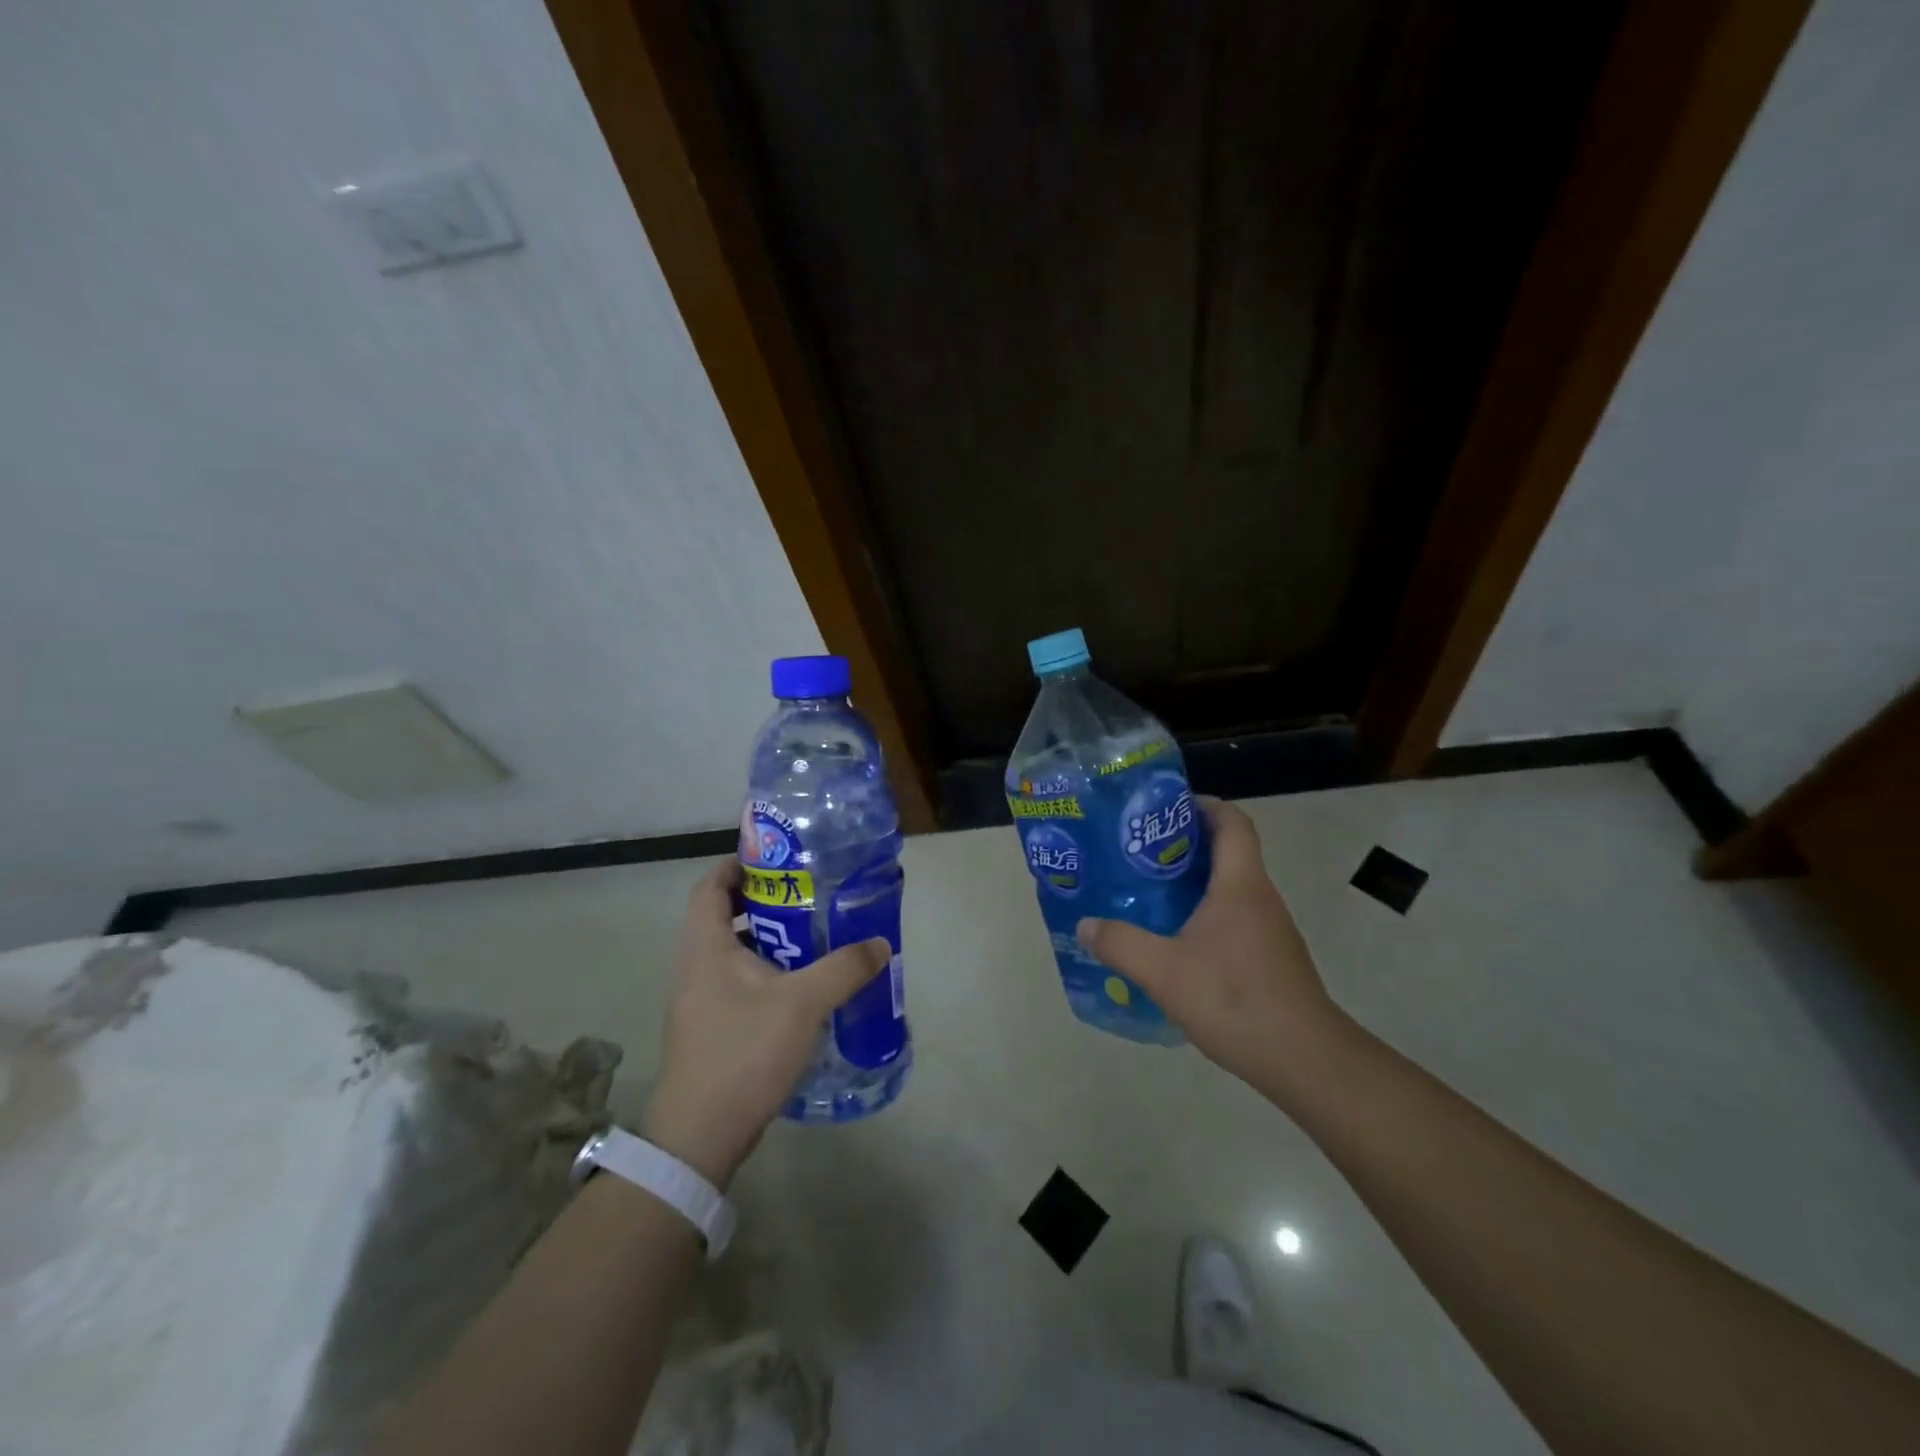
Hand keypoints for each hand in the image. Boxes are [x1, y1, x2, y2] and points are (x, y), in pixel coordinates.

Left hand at [641, 861, 889, 1187]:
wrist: (700, 1137)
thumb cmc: (743, 1052)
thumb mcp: (802, 1004)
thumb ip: (844, 969)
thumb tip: (880, 944)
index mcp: (706, 947)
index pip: (710, 886)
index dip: (738, 865)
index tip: (778, 860)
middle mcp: (696, 967)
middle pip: (725, 916)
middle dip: (766, 902)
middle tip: (810, 897)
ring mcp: (701, 1002)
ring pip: (734, 953)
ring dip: (770, 941)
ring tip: (815, 939)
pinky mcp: (711, 1030)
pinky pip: (739, 984)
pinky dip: (768, 974)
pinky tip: (803, 990)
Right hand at [1076, 797, 1347, 1091]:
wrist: (1304, 1059)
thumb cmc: (1234, 999)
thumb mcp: (1164, 971)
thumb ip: (1120, 944)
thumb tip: (1086, 925)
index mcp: (1240, 884)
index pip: (1232, 822)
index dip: (1202, 805)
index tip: (1164, 809)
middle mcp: (1259, 897)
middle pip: (1227, 852)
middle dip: (1183, 845)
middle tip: (1138, 853)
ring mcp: (1269, 930)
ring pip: (1229, 888)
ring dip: (1192, 884)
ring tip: (1147, 894)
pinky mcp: (1270, 958)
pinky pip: (1233, 919)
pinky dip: (1203, 916)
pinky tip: (1174, 943)